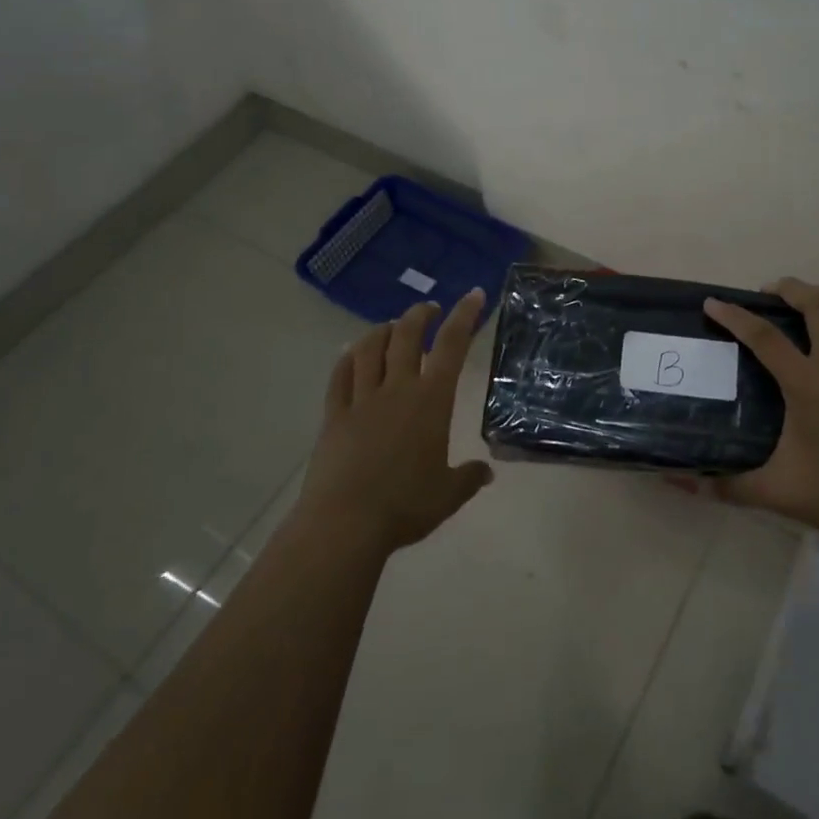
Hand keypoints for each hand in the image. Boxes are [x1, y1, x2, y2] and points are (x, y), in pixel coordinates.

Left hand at [295, 289, 493, 556]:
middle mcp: (397, 389)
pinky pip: (339, 376)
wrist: (345, 523)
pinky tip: (350, 353)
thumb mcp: (447, 495)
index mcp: (431, 401)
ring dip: (382, 330)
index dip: (465, 315)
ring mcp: (361, 399)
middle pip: (406, 335)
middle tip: (429, 309)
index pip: (452, 345)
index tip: (474, 294)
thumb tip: (486, 472)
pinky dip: (347, 358)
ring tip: (391, 326)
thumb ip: (468, 479)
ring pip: (369, 348)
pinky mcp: (333, 415)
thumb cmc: (404, 506)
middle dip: (420, 315)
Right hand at [703, 278, 818, 539]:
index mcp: (806, 385)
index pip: (763, 337)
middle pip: (816, 305)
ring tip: (817, 294)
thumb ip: (724, 486)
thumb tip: (676, 482)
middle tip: (772, 293)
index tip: (714, 303)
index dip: (734, 316)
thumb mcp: (774, 493)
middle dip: (790, 288)